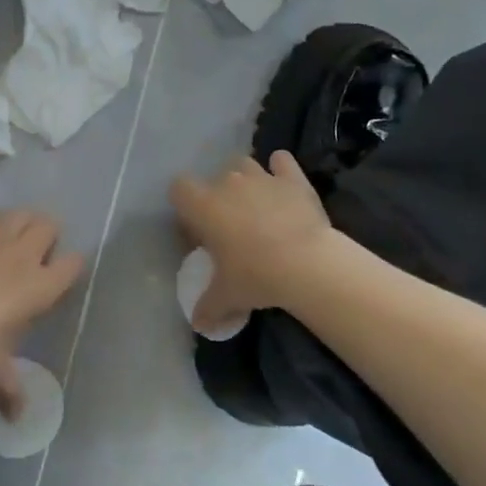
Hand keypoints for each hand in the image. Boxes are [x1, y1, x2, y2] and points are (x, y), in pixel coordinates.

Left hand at [0, 212, 83, 407]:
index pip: (73, 263)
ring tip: (13, 237)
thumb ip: (12, 389)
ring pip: (19, 215)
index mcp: (42, 287)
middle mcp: (23, 257)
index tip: (62, 275)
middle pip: (48, 226)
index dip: (70, 266)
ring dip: (20, 223)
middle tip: (36, 252)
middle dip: (47, 235)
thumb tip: (18, 419)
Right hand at [171, 152, 333, 332]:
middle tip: (230, 225)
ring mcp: (261, 177)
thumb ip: (208, 307)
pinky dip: (280, 168)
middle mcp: (227, 183)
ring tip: (256, 205)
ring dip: (245, 179)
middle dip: (218, 196)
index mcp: (202, 206)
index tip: (198, 231)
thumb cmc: (255, 276)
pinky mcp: (293, 179)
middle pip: (213, 177)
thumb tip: (198, 324)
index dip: (185, 207)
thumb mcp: (226, 296)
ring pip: (244, 164)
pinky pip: (281, 160)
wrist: (307, 264)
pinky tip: (283, 184)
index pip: (178, 189)